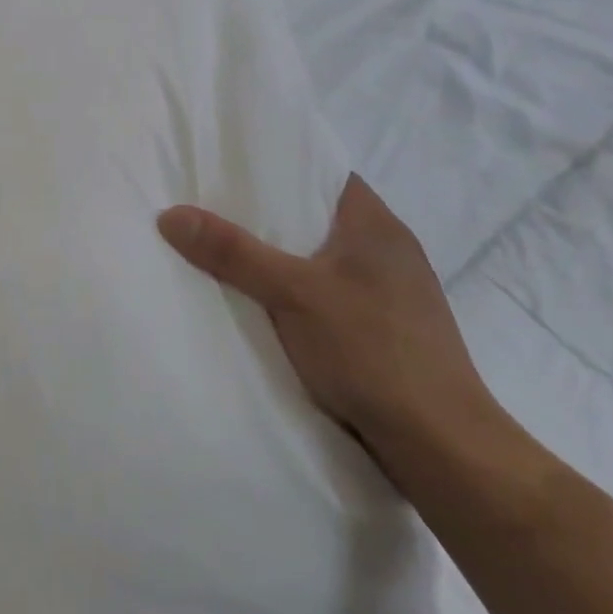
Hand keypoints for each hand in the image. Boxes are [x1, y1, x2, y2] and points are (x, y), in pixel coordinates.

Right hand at [157, 176, 499, 462]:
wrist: (443, 449)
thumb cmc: (372, 352)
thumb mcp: (292, 293)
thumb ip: (233, 252)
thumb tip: (170, 214)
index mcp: (377, 226)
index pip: (323, 173)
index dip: (278, 165)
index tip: (229, 165)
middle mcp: (389, 252)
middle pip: (316, 216)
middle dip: (267, 214)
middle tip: (212, 206)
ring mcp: (392, 295)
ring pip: (322, 258)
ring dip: (282, 257)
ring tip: (227, 250)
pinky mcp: (387, 331)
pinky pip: (330, 293)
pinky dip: (297, 291)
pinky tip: (265, 303)